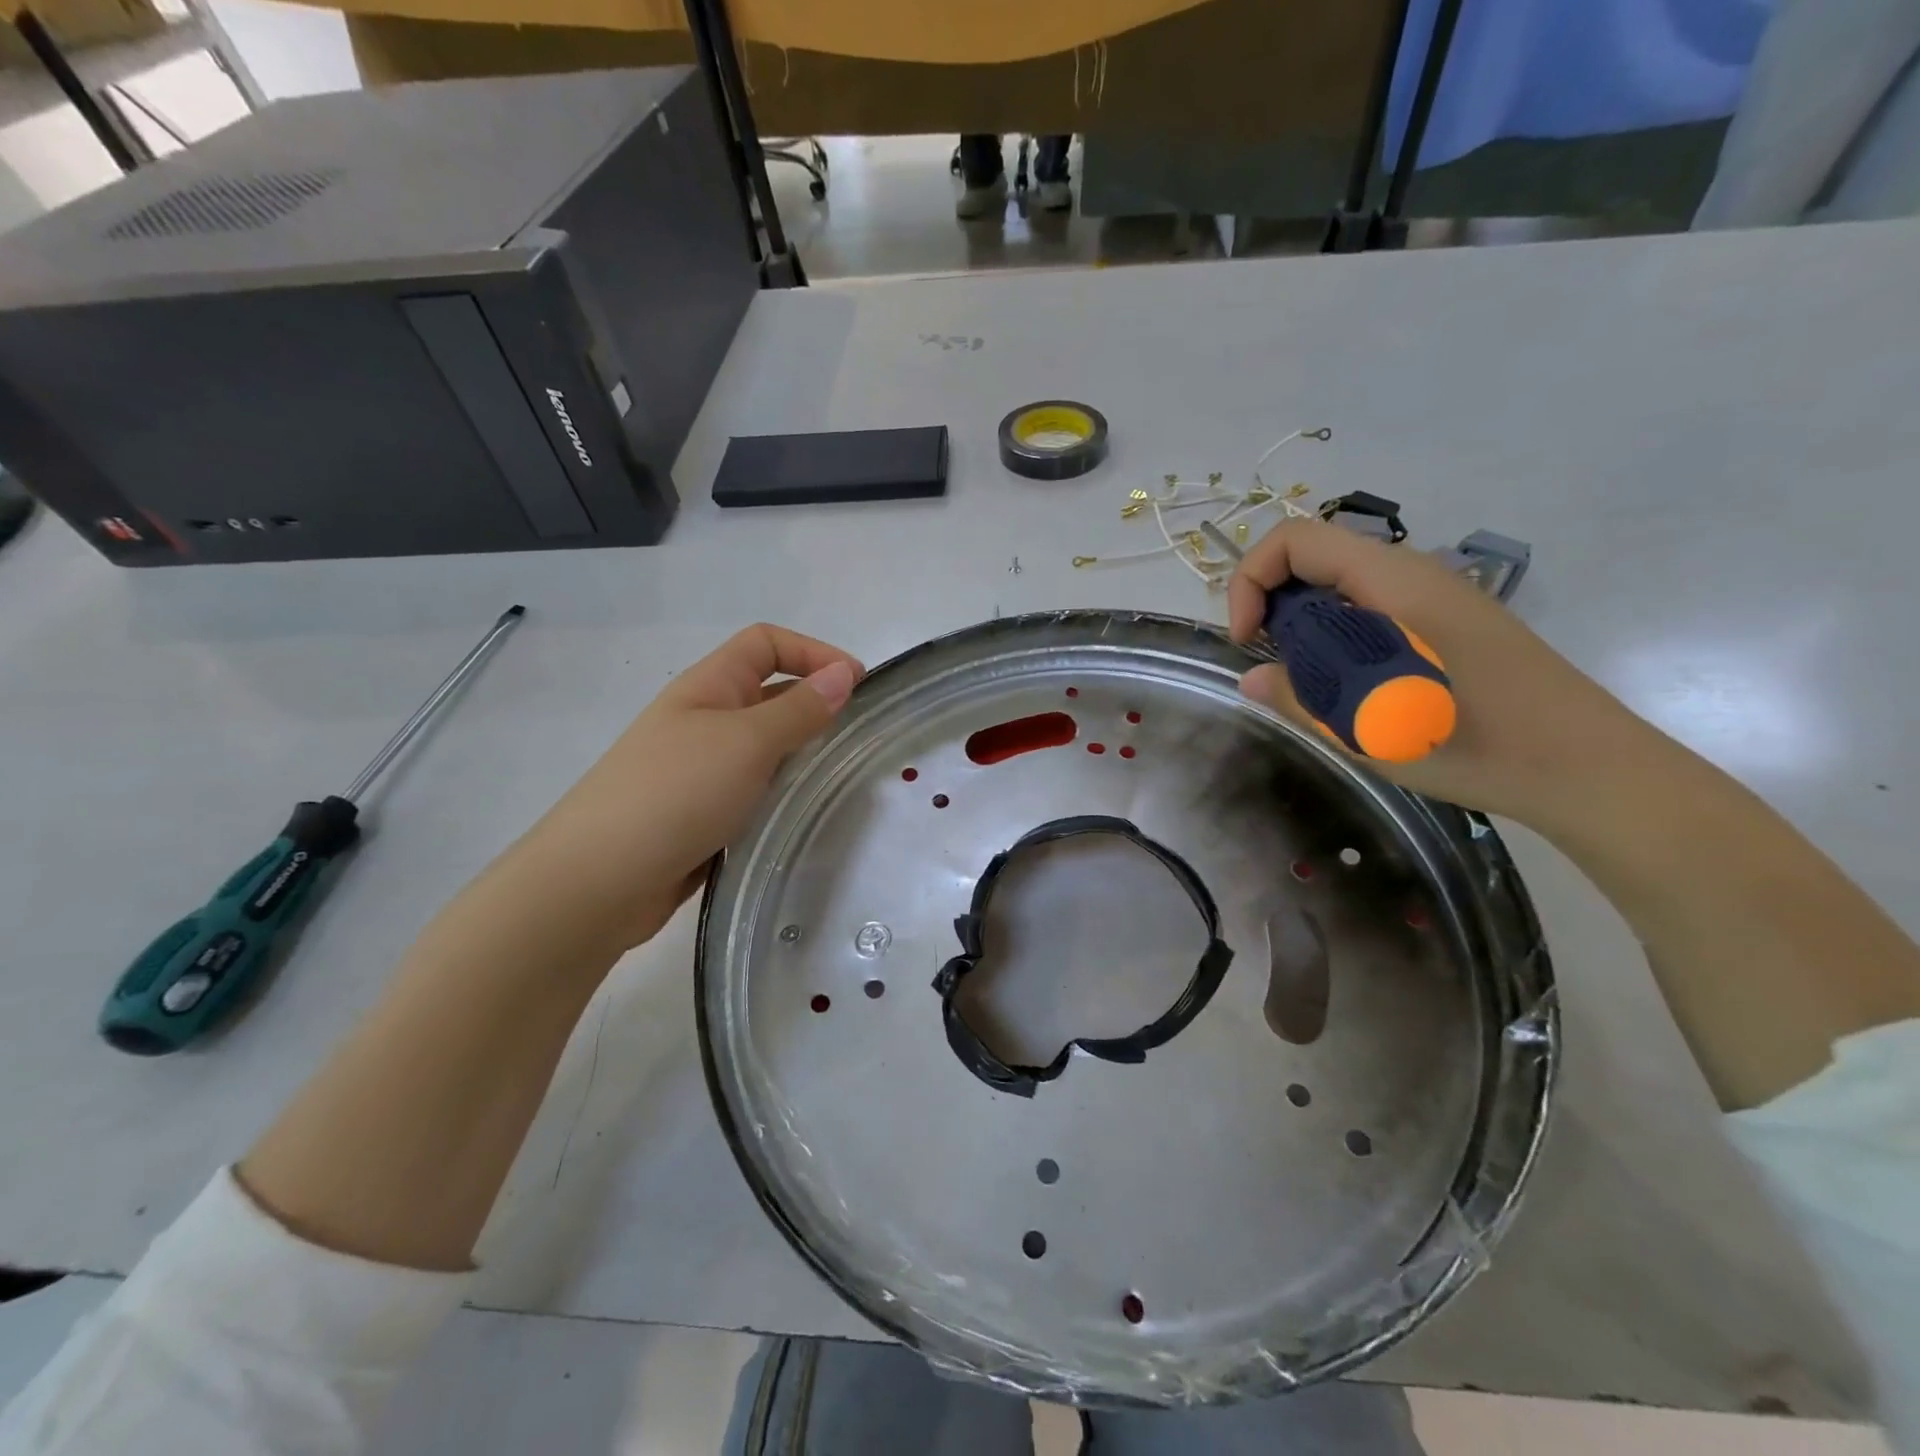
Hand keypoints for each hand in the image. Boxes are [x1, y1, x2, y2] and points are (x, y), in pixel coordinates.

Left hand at [500, 625, 862, 953]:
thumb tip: (843, 674)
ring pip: (764, 748)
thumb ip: (799, 710)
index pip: (766, 644)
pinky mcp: (703, 814)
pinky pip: (753, 791)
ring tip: (838, 780)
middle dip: (814, 706)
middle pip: (768, 694)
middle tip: (857, 738)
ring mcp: (701, 770)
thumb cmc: (675, 793)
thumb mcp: (746, 742)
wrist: (598, 882)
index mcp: (708, 687)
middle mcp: (704, 720)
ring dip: (799, 755)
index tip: (858, 685)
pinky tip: (800, 816)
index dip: (814, 652)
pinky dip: (779, 795)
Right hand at [1228, 517, 1657, 828]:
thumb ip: (1299, 696)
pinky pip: (1370, 608)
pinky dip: (1338, 635)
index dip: (1252, 580)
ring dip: (1304, 623)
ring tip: (1306, 679)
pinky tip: (1348, 684)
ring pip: (1341, 585)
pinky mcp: (1446, 623)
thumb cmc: (1474, 742)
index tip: (1247, 641)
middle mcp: (1411, 574)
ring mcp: (1433, 597)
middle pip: (1314, 558)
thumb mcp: (1367, 727)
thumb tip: (1251, 680)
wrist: (1586, 767)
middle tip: (1271, 662)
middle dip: (1273, 602)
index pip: (1295, 540)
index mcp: (1392, 581)